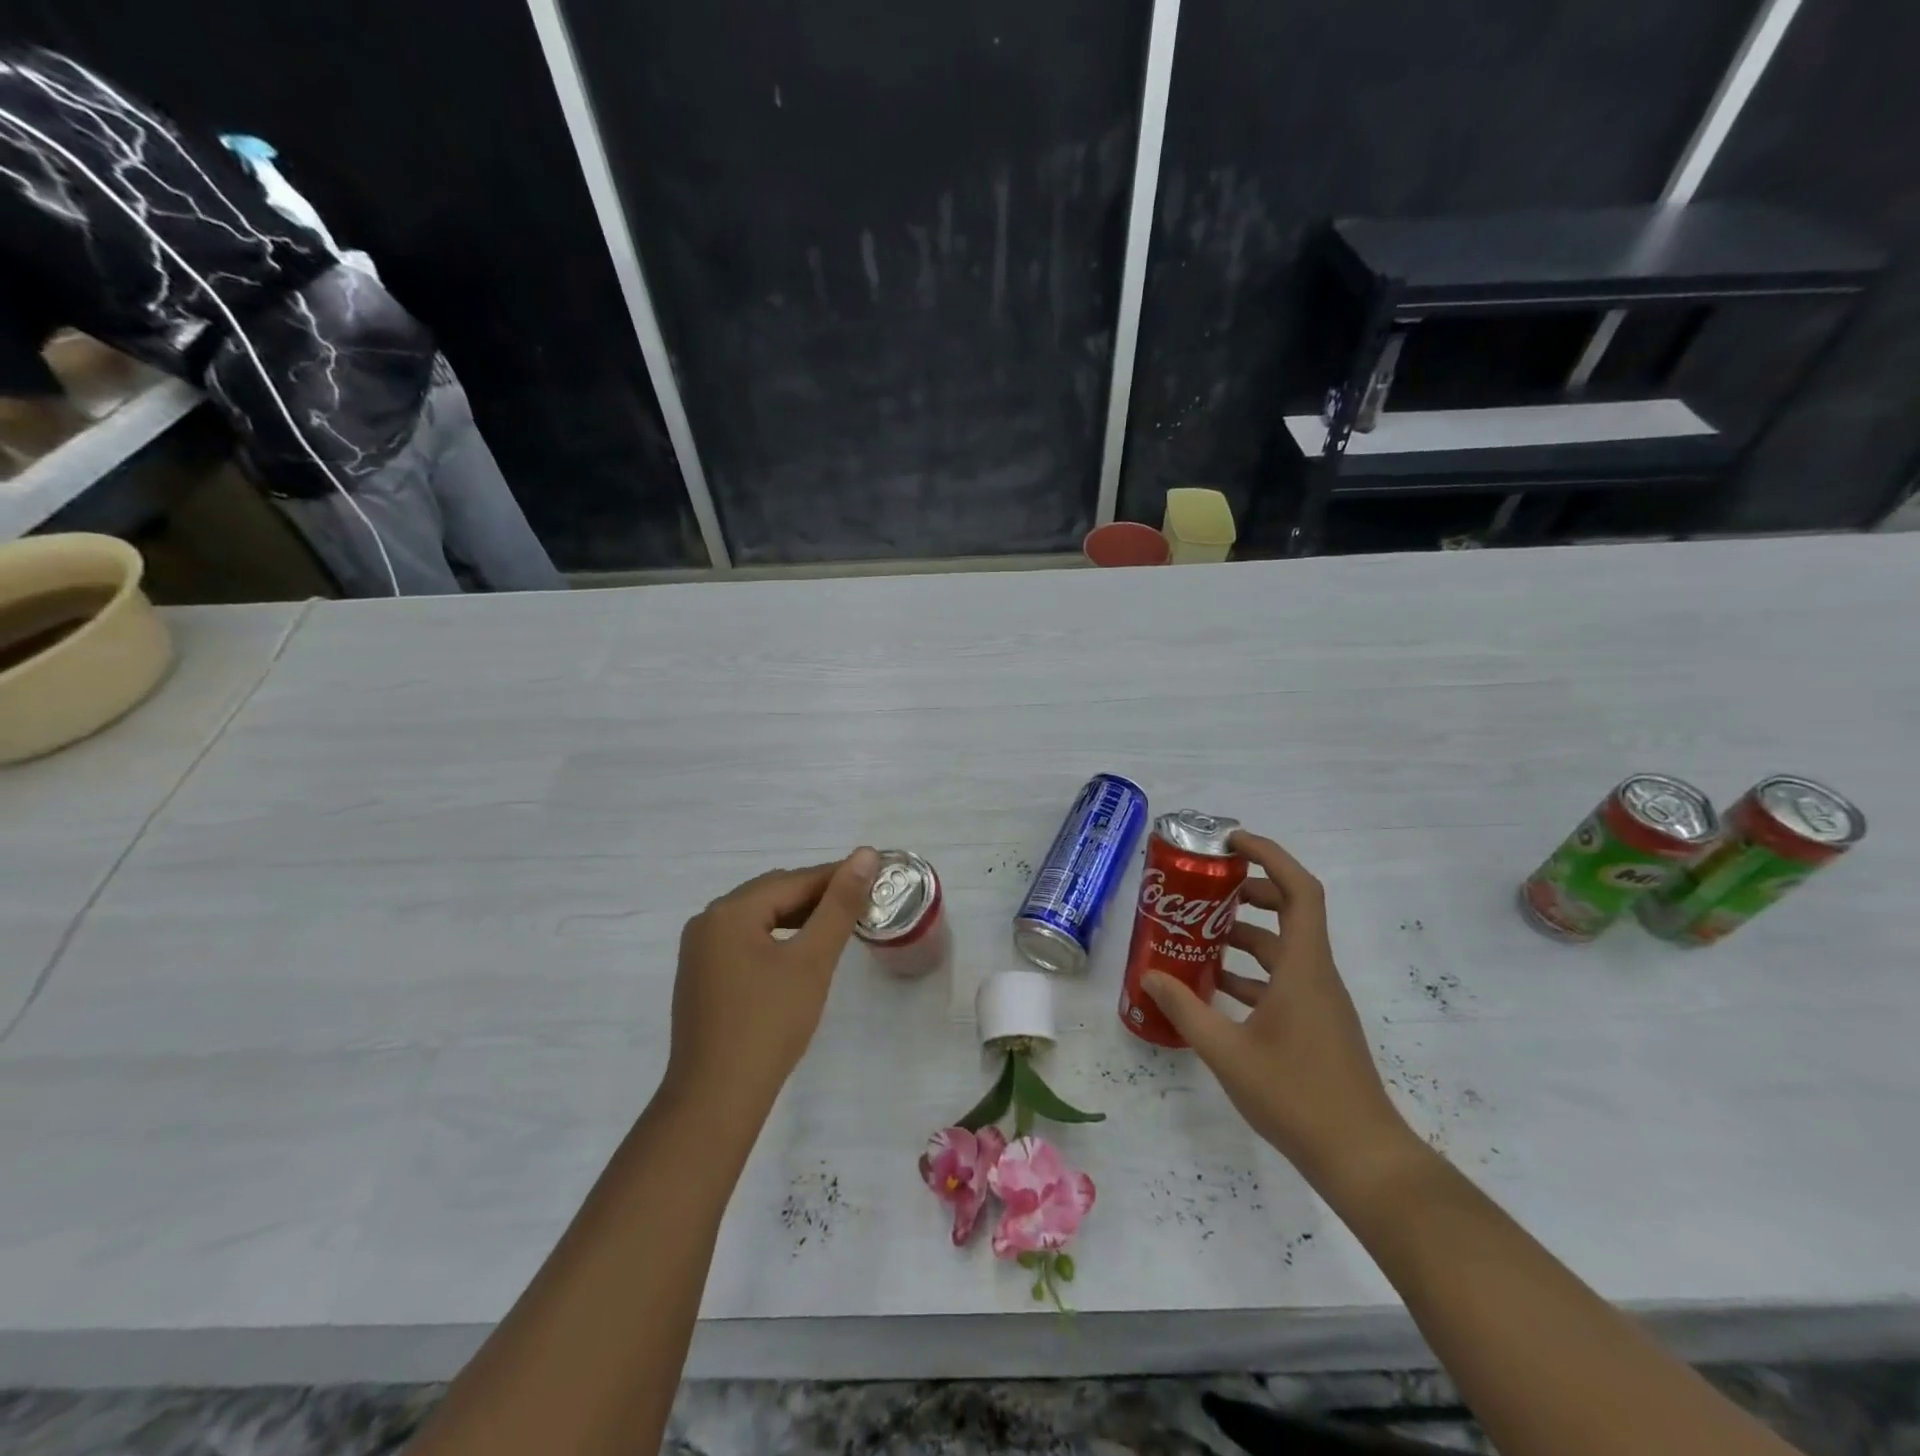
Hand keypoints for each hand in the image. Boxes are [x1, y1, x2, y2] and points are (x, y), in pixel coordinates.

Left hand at [667, 848, 879, 1116]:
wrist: (716, 1099)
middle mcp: (708, 921)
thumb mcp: (812, 960)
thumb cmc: (769, 1024)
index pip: (794, 880)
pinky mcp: (701, 976)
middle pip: (773, 894)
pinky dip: (777, 938)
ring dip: (798, 916)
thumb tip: (865, 854)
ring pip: (759, 917)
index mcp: (730, 911)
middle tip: (862, 903)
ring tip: (837, 925)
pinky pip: (745, 941)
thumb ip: (839, 905)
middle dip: (818, 896)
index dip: (837, 876)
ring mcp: (700, 951)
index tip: (875, 877)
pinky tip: (799, 953)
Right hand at [1143, 831, 1415, 1190]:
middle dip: (1251, 891)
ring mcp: (1318, 1002)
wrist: (1362, 1159)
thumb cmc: (1296, 1096)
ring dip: (1245, 935)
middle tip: (1208, 890)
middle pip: (1292, 911)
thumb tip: (1151, 975)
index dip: (1270, 855)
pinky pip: (1282, 980)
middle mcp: (1315, 974)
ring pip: (1283, 949)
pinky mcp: (1316, 1026)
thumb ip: (1186, 1009)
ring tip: (1198, 936)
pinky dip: (1250, 973)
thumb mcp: (1227, 1051)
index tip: (1231, 843)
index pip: (1298, 889)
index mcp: (1303, 968)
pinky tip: (1214, 990)